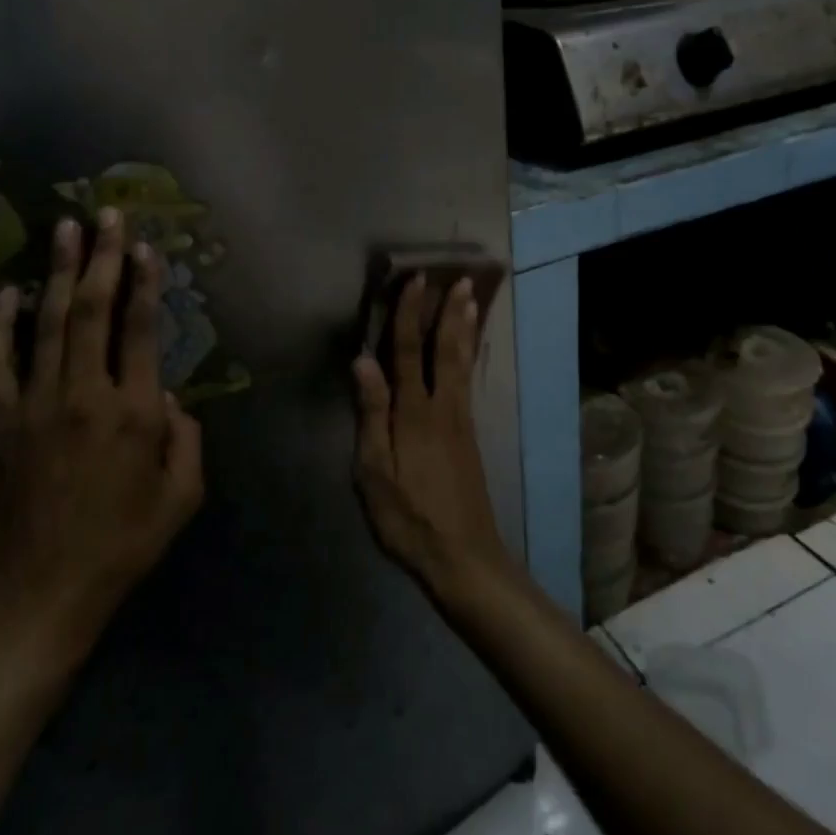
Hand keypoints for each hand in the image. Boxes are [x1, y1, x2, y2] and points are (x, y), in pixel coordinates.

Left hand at [0, 209, 204, 677]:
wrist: (40, 590)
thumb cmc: (123, 544)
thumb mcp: (182, 497)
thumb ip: (187, 439)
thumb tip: (170, 400)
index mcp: (135, 412)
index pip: (143, 330)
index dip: (146, 284)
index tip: (146, 247)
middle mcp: (86, 393)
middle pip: (92, 310)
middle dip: (101, 257)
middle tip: (105, 214)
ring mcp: (36, 403)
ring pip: (47, 322)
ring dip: (57, 272)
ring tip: (63, 228)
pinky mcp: (0, 421)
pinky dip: (1, 323)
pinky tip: (7, 292)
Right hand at [353, 276, 510, 601]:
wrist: (463, 555)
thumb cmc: (408, 517)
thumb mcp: (375, 472)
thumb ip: (371, 413)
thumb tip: (362, 360)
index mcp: (414, 413)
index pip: (409, 351)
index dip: (410, 314)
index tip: (416, 280)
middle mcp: (443, 407)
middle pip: (446, 350)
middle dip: (450, 312)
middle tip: (460, 279)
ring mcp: (460, 421)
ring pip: (463, 363)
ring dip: (466, 329)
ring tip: (473, 301)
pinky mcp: (468, 435)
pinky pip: (468, 380)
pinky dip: (470, 355)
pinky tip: (469, 351)